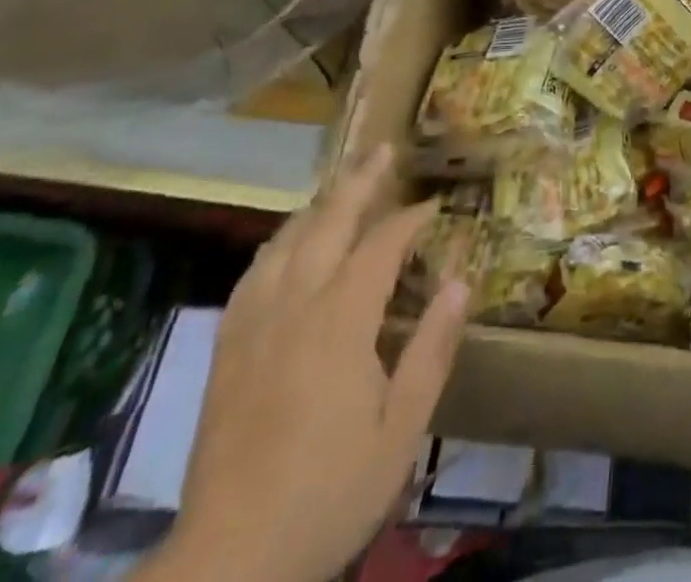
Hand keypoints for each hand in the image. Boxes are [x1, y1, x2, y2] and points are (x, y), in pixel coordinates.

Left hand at [140, 142, 469, 581]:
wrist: (230, 561)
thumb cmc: (329, 491)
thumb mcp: (402, 428)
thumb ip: (432, 348)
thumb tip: (462, 279)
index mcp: (340, 321)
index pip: (381, 245)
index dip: (410, 218)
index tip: (435, 205)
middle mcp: (294, 305)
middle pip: (328, 222)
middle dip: (360, 182)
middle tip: (383, 149)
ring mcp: (254, 324)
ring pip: (286, 239)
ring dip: (319, 204)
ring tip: (342, 184)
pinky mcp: (227, 347)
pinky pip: (254, 272)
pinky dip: (279, 242)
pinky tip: (287, 242)